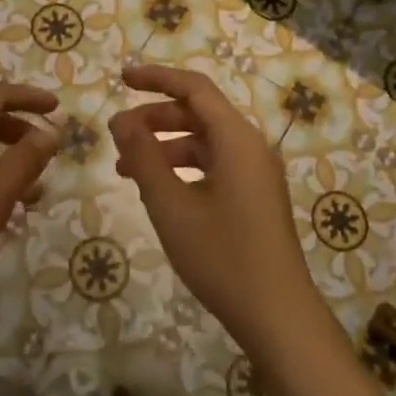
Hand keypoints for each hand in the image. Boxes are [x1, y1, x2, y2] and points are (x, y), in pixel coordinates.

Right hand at [109, 64, 332, 366]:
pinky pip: (214, 166)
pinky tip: (157, 191)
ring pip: (204, 142)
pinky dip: (183, 169)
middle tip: (117, 134)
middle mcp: (251, 147)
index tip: (121, 78)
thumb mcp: (171, 206)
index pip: (194, 88)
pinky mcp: (255, 196)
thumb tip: (120, 119)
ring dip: (165, 147)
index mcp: (237, 139)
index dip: (157, 78)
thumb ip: (143, 157)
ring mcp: (256, 173)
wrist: (278, 317)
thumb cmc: (222, 257)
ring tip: (126, 169)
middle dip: (155, 118)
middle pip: (199, 114)